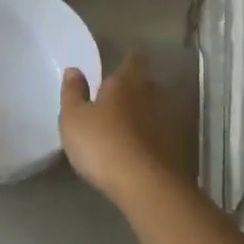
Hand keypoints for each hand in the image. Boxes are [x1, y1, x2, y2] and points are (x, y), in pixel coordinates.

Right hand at [59, 51, 180, 204]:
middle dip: (137, 85)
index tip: (126, 58)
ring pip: (154, 109)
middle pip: (146, 84)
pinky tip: (138, 146)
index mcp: (123, 84)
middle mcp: (147, 98)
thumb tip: (74, 69)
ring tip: (128, 119)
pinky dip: (149, 136)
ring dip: (144, 112)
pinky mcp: (170, 150)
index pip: (132, 61)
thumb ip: (73, 92)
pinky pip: (158, 135)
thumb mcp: (74, 118)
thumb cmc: (102, 143)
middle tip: (122, 90)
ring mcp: (163, 124)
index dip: (130, 59)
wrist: (144, 185)